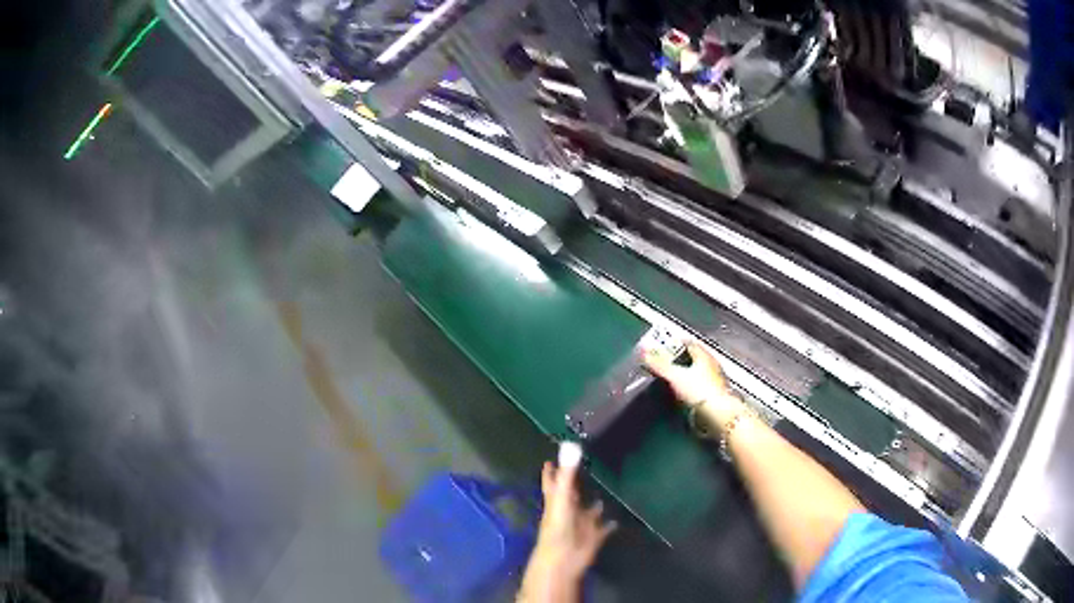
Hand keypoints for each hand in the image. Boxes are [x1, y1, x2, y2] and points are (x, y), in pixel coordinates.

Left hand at [518, 447, 616, 601]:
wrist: (564, 559)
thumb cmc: (558, 527)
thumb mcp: (561, 497)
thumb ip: (567, 474)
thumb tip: (571, 446)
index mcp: (557, 501)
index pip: (552, 482)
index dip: (551, 472)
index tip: (550, 460)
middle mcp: (569, 511)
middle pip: (572, 495)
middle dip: (576, 485)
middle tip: (585, 470)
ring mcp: (582, 524)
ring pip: (589, 512)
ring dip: (595, 505)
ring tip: (604, 494)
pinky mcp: (595, 536)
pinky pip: (604, 528)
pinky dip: (610, 524)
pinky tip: (617, 519)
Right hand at [644, 341, 742, 426]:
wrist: (719, 416)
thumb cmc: (699, 391)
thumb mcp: (674, 376)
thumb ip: (659, 364)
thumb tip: (643, 351)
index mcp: (704, 355)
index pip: (688, 343)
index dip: (674, 343)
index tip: (663, 346)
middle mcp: (712, 365)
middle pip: (694, 357)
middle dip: (680, 359)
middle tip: (665, 362)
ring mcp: (716, 381)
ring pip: (698, 372)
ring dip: (686, 374)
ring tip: (672, 378)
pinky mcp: (715, 396)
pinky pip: (700, 386)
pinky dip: (691, 387)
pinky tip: (684, 394)